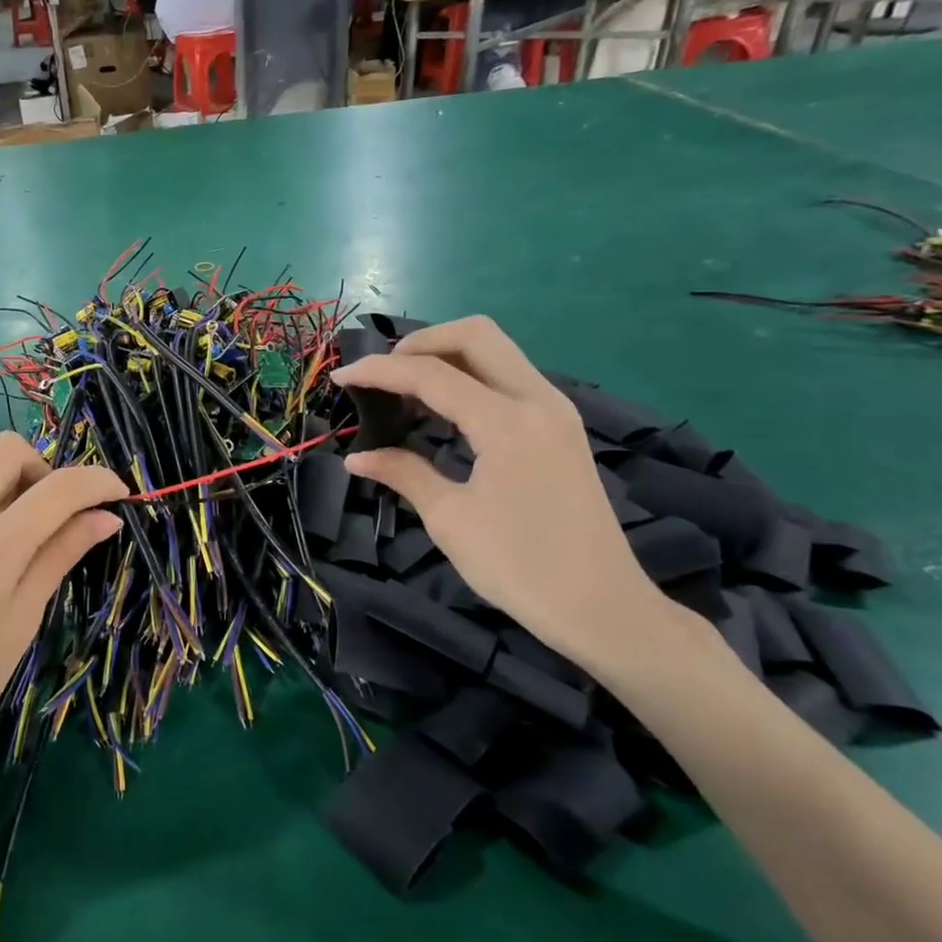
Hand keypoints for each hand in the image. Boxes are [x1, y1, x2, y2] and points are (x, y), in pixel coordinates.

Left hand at [0, 433, 126, 774]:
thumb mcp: (23, 620)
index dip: (97, 481)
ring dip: (5, 497)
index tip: (116, 492)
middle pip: (6, 450)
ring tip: (8, 552)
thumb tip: (105, 517)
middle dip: (42, 469)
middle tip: (52, 512)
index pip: (58, 488)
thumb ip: (60, 555)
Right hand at [331, 317, 679, 678]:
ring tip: (404, 388)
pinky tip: (442, 409)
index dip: (378, 370)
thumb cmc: (520, 566)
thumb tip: (356, 458)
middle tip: (383, 372)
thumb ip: (403, 473)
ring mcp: (554, 411)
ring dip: (446, 356)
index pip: (431, 374)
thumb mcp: (450, 518)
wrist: (602, 607)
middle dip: (420, 342)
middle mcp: (537, 400)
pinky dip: (469, 377)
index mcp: (508, 421)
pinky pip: (508, 377)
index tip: (340, 378)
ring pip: (496, 351)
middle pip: (475, 334)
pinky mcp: (559, 427)